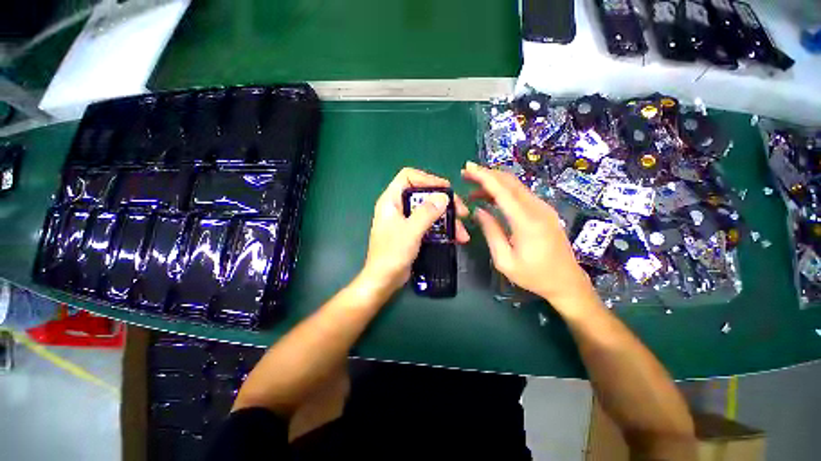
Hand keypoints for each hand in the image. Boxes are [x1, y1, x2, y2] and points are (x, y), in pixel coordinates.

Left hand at [359, 168, 468, 296]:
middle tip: (462, 212)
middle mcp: (398, 207)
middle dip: (444, 203)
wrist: (383, 280)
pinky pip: (430, 225)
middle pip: (424, 195)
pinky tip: (456, 238)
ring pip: (430, 212)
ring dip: (448, 220)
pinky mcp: (413, 232)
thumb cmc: (392, 253)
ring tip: (463, 233)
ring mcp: (406, 220)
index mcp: (391, 200)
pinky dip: (443, 230)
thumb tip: (444, 196)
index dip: (427, 179)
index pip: (408, 177)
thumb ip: (426, 212)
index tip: (446, 189)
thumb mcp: (410, 231)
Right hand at [462, 161, 596, 311]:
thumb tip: (478, 211)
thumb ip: (491, 231)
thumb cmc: (533, 275)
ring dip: (494, 183)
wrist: (566, 282)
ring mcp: (543, 208)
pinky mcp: (544, 211)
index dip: (484, 177)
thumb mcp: (504, 259)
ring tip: (474, 189)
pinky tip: (491, 197)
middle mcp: (537, 209)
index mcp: (526, 221)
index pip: (502, 191)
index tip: (468, 168)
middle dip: (487, 174)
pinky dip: (504, 191)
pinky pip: (521, 194)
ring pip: (516, 186)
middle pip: (510, 182)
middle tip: (467, 175)